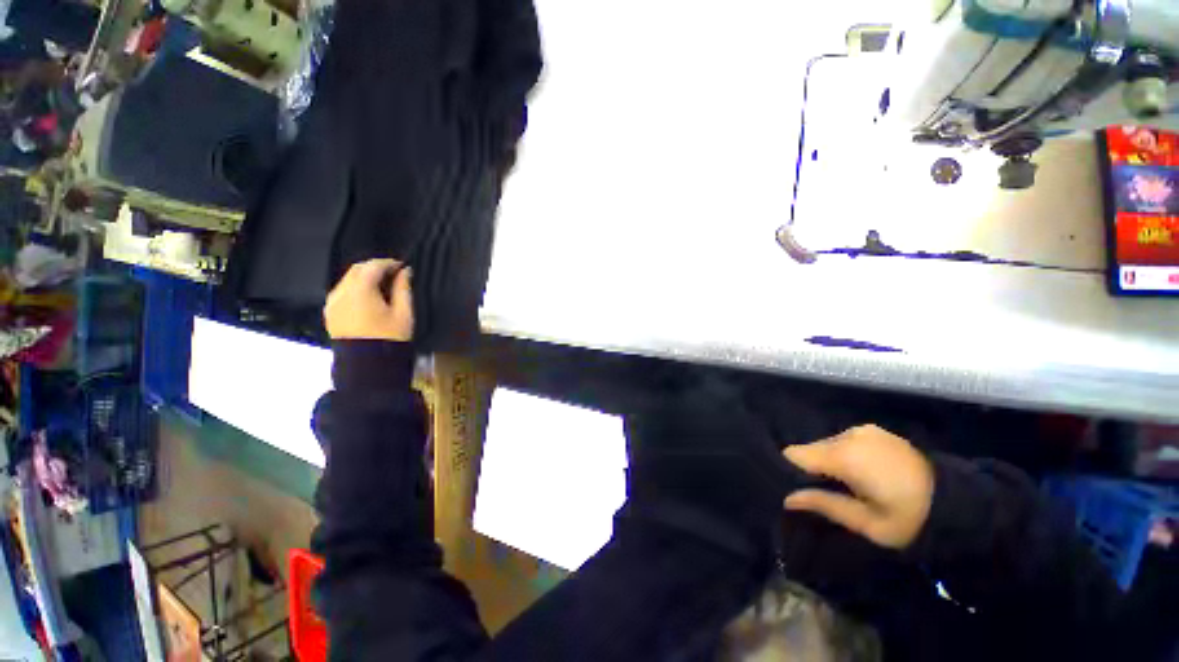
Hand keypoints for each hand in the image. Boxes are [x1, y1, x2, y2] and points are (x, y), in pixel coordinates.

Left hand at [324, 259, 413, 341]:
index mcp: (360, 291)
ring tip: (383, 286)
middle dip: (375, 268)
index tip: (403, 267)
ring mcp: (332, 303)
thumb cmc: (390, 338)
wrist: (367, 365)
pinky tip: (369, 298)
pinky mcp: (330, 312)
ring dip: (365, 278)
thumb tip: (405, 272)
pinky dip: (355, 288)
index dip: (389, 263)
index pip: (373, 266)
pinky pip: (342, 292)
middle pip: (357, 269)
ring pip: (348, 280)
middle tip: (394, 275)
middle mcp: (341, 292)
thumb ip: (403, 289)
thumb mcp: (404, 313)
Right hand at [783, 425, 933, 549]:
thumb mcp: (866, 523)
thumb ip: (824, 505)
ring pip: (827, 444)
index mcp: (844, 456)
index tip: (799, 489)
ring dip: (829, 461)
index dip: (791, 471)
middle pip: (810, 448)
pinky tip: (862, 471)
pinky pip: (844, 441)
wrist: (961, 502)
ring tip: (848, 483)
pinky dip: (844, 454)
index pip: (795, 454)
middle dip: (812, 468)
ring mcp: (863, 430)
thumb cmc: (910, 518)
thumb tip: (788, 498)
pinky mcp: (874, 430)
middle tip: (827, 492)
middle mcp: (849, 435)